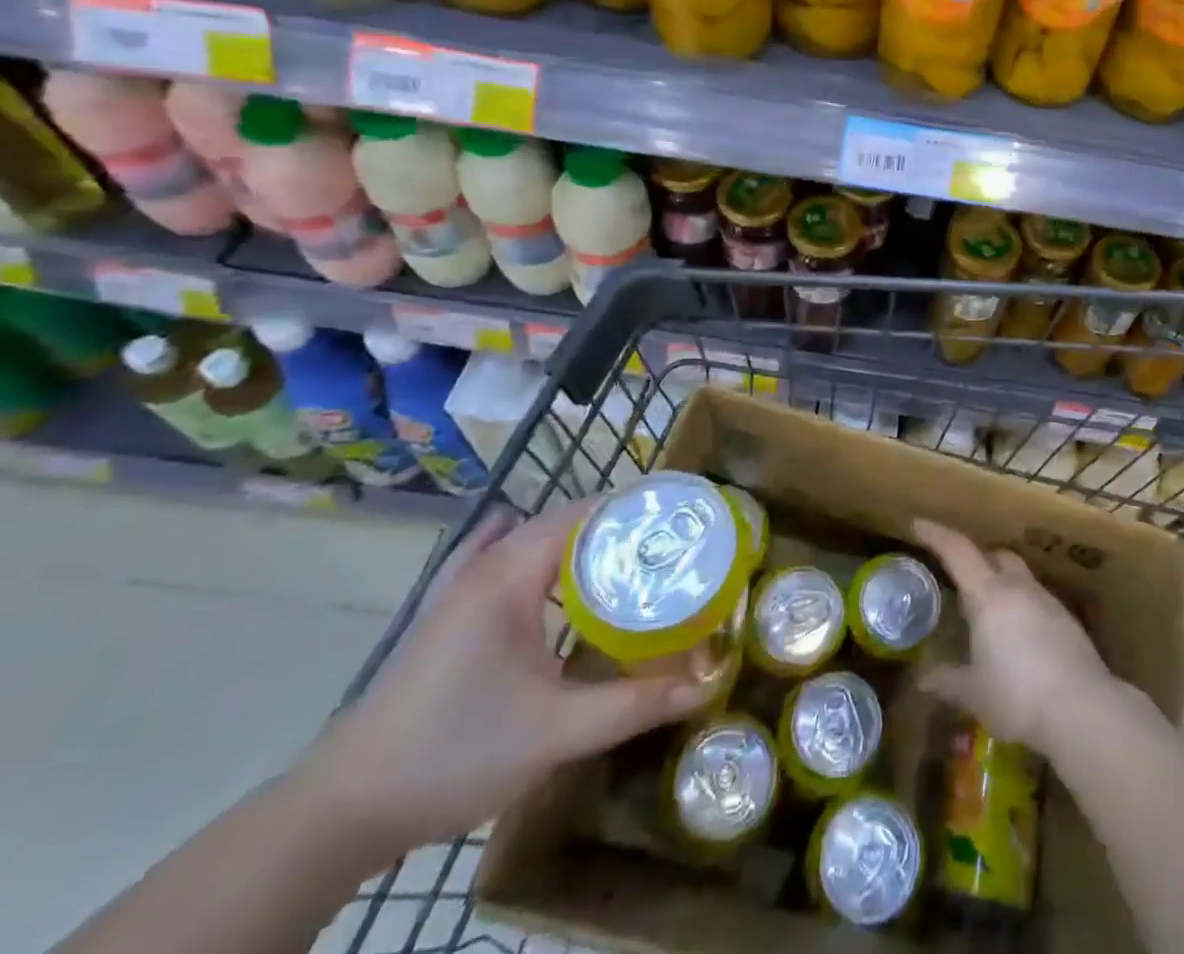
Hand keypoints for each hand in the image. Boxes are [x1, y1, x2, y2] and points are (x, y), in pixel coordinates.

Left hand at [301, 498, 716, 855]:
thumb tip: (708, 684)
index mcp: (508, 575)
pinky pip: (500, 558)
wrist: (340, 811)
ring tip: (625, 558)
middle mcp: (483, 567)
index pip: (582, 512)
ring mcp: (456, 589)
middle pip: (561, 521)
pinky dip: (535, 554)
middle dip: (615, 526)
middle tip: (667, 546)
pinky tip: (552, 579)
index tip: (680, 519)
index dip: (633, 507)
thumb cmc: (453, 755)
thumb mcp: (556, 732)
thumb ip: (634, 704)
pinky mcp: (444, 614)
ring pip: (530, 538)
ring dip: (578, 541)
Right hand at [913, 519, 1114, 755]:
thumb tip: (924, 679)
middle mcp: (1019, 588)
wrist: (1083, 708)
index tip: (918, 524)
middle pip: (996, 556)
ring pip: (1019, 577)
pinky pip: (1037, 601)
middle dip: (977, 559)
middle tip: (960, 577)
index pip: (958, 551)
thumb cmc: (1018, 695)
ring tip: (989, 614)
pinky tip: (1019, 638)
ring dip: (1002, 584)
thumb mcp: (974, 693)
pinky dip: (1022, 608)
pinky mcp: (1068, 621)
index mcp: (989, 596)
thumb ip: (947, 681)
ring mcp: (1048, 602)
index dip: (937, 535)